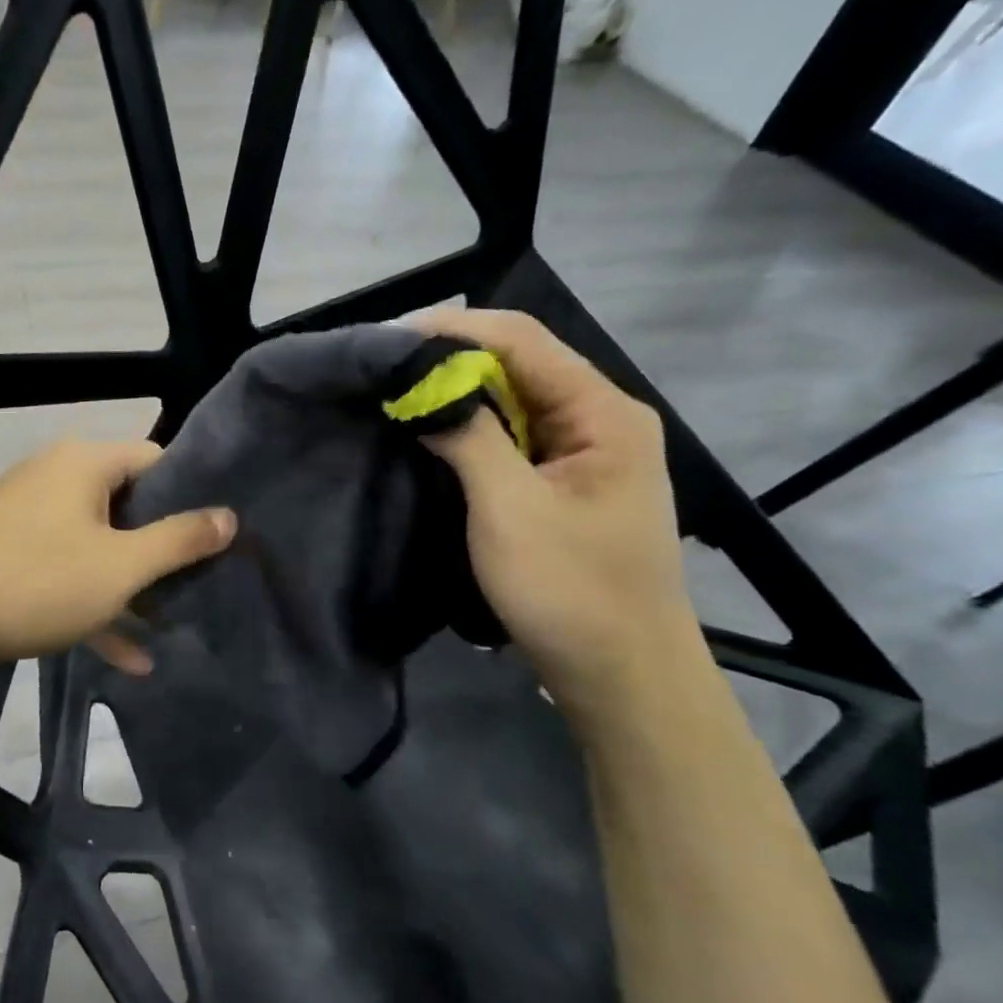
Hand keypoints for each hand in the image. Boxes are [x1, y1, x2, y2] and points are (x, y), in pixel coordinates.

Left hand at [0, 439, 236, 674]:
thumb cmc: (36, 583)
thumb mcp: (120, 566)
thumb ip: (179, 540)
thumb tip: (229, 516)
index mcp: (84, 463)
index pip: (156, 459)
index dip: (192, 494)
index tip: (219, 534)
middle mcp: (56, 477)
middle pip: (129, 504)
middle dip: (164, 547)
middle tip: (201, 581)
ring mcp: (30, 516)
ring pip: (98, 544)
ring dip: (132, 584)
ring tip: (172, 622)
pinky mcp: (11, 552)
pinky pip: (67, 570)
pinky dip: (95, 602)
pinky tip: (128, 656)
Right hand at [411, 308, 700, 701]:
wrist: (621, 674)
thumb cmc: (569, 589)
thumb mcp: (510, 509)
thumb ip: (469, 436)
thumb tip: (421, 385)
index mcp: (602, 412)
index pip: (522, 339)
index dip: (453, 329)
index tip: (388, 340)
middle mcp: (598, 419)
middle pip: (518, 364)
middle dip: (450, 360)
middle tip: (382, 369)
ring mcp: (583, 454)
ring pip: (512, 402)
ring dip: (457, 395)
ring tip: (394, 396)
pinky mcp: (563, 484)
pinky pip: (511, 438)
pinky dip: (469, 430)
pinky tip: (429, 435)